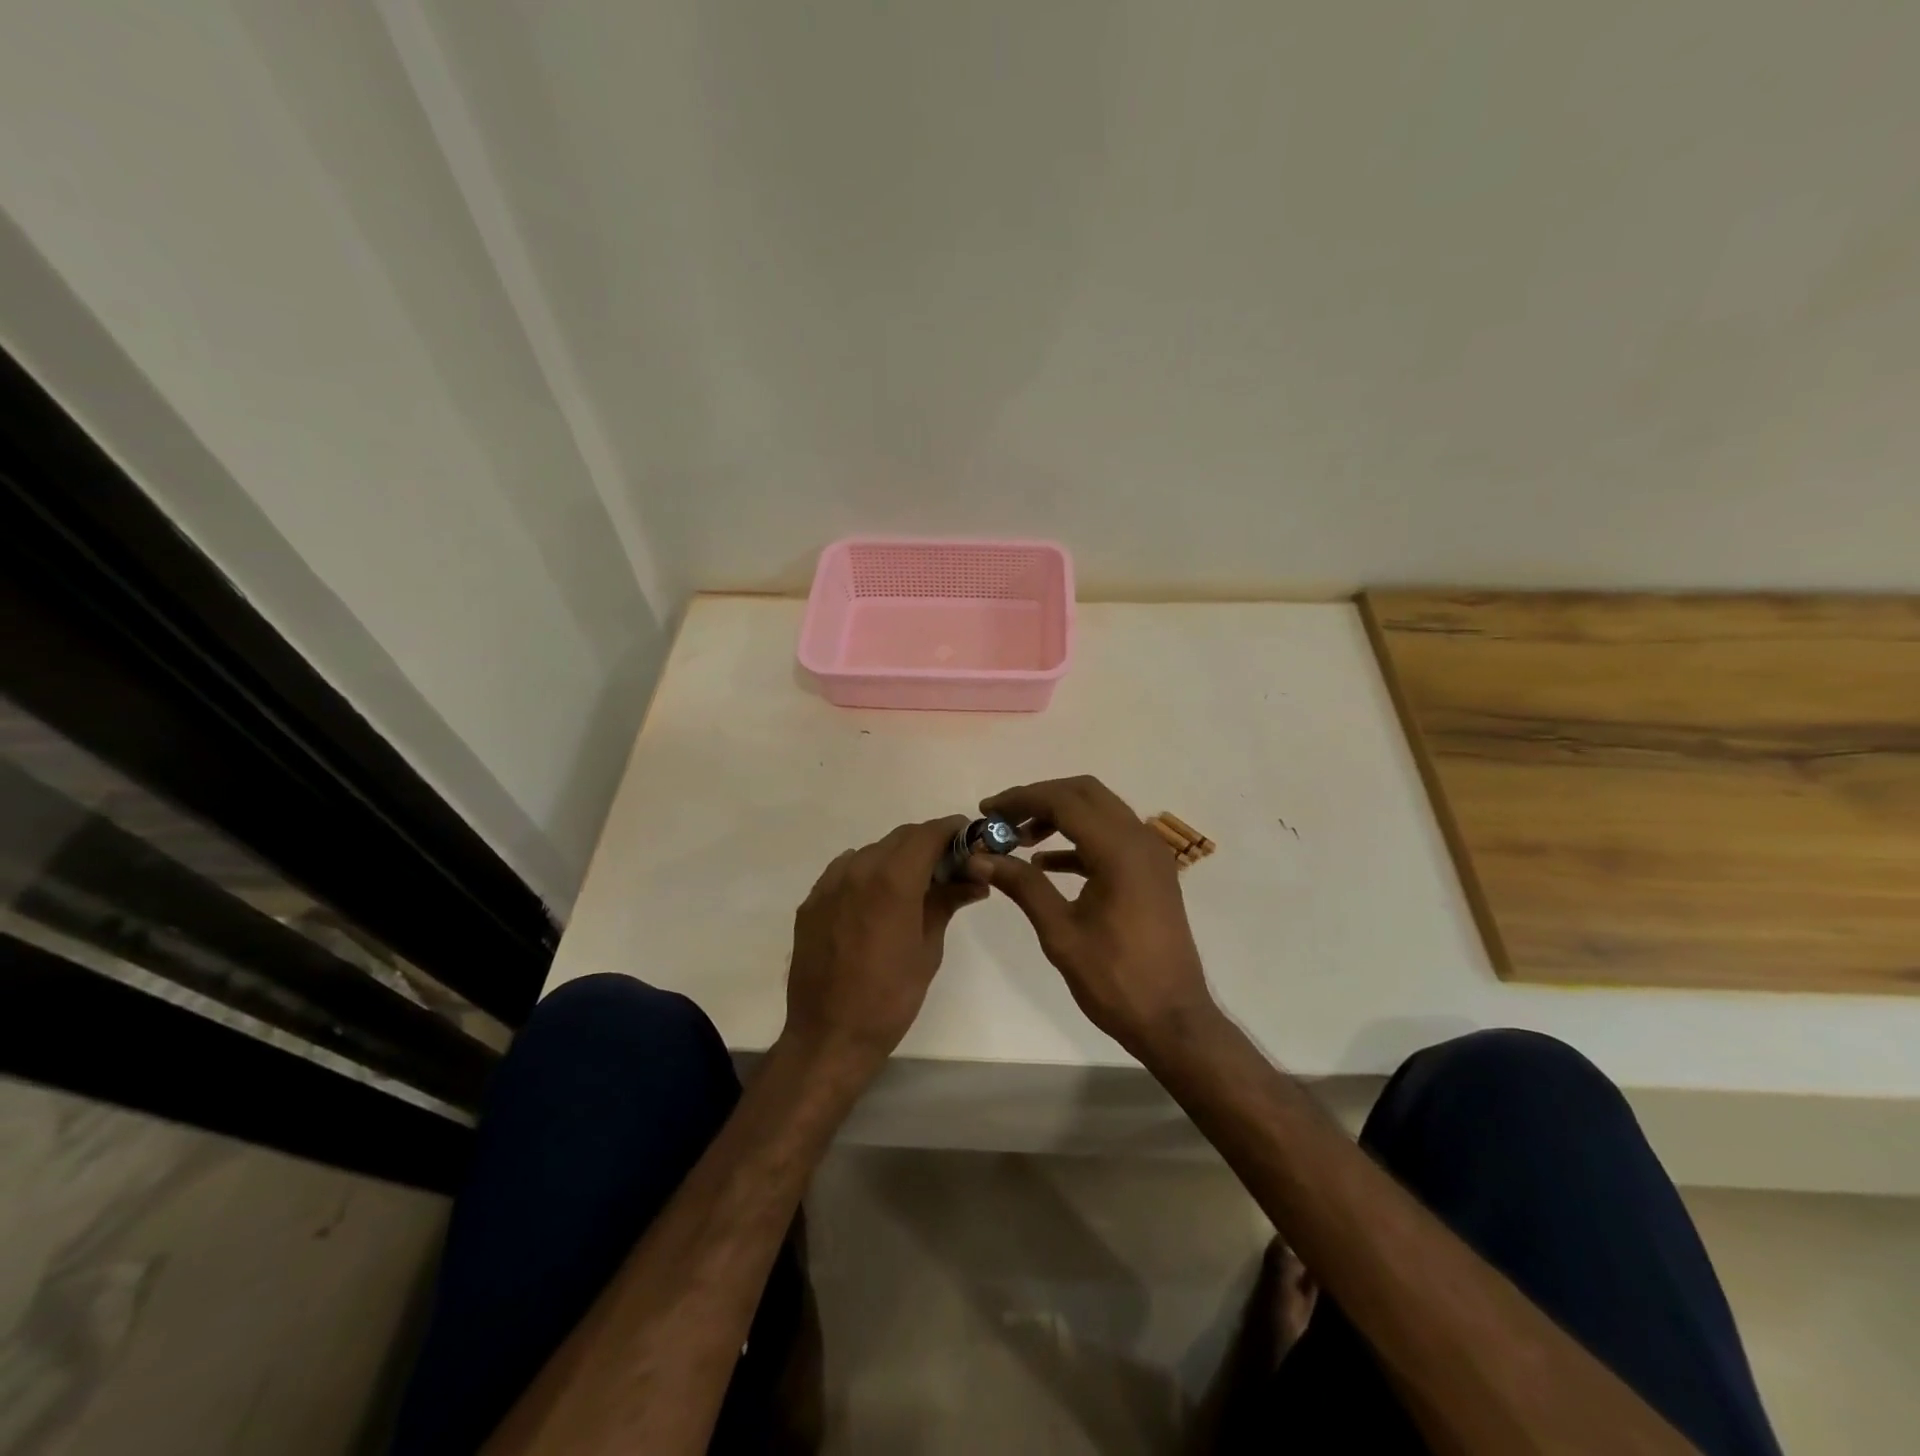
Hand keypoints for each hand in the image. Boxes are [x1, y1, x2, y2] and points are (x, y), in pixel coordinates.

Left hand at [782, 816, 986, 1073]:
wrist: (829, 1036)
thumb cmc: (890, 998)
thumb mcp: (928, 950)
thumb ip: (946, 903)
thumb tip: (973, 880)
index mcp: (892, 881)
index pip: (927, 834)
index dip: (952, 830)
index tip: (969, 837)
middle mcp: (857, 870)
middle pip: (900, 838)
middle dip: (928, 843)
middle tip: (950, 865)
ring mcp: (829, 884)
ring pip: (872, 851)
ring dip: (897, 857)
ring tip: (914, 884)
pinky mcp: (811, 901)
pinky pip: (846, 870)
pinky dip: (868, 873)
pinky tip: (878, 899)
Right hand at [963, 776, 1217, 1060]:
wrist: (1173, 1021)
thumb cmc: (1115, 980)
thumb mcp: (1060, 932)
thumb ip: (1022, 886)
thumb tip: (978, 858)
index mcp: (1119, 850)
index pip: (1064, 801)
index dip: (1021, 799)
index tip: (986, 811)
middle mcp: (1140, 840)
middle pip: (1085, 793)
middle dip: (1040, 798)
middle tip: (1002, 819)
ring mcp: (1150, 855)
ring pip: (1099, 812)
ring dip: (1059, 816)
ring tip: (1018, 840)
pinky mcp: (1151, 873)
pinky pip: (1110, 838)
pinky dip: (1078, 840)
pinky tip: (1047, 863)